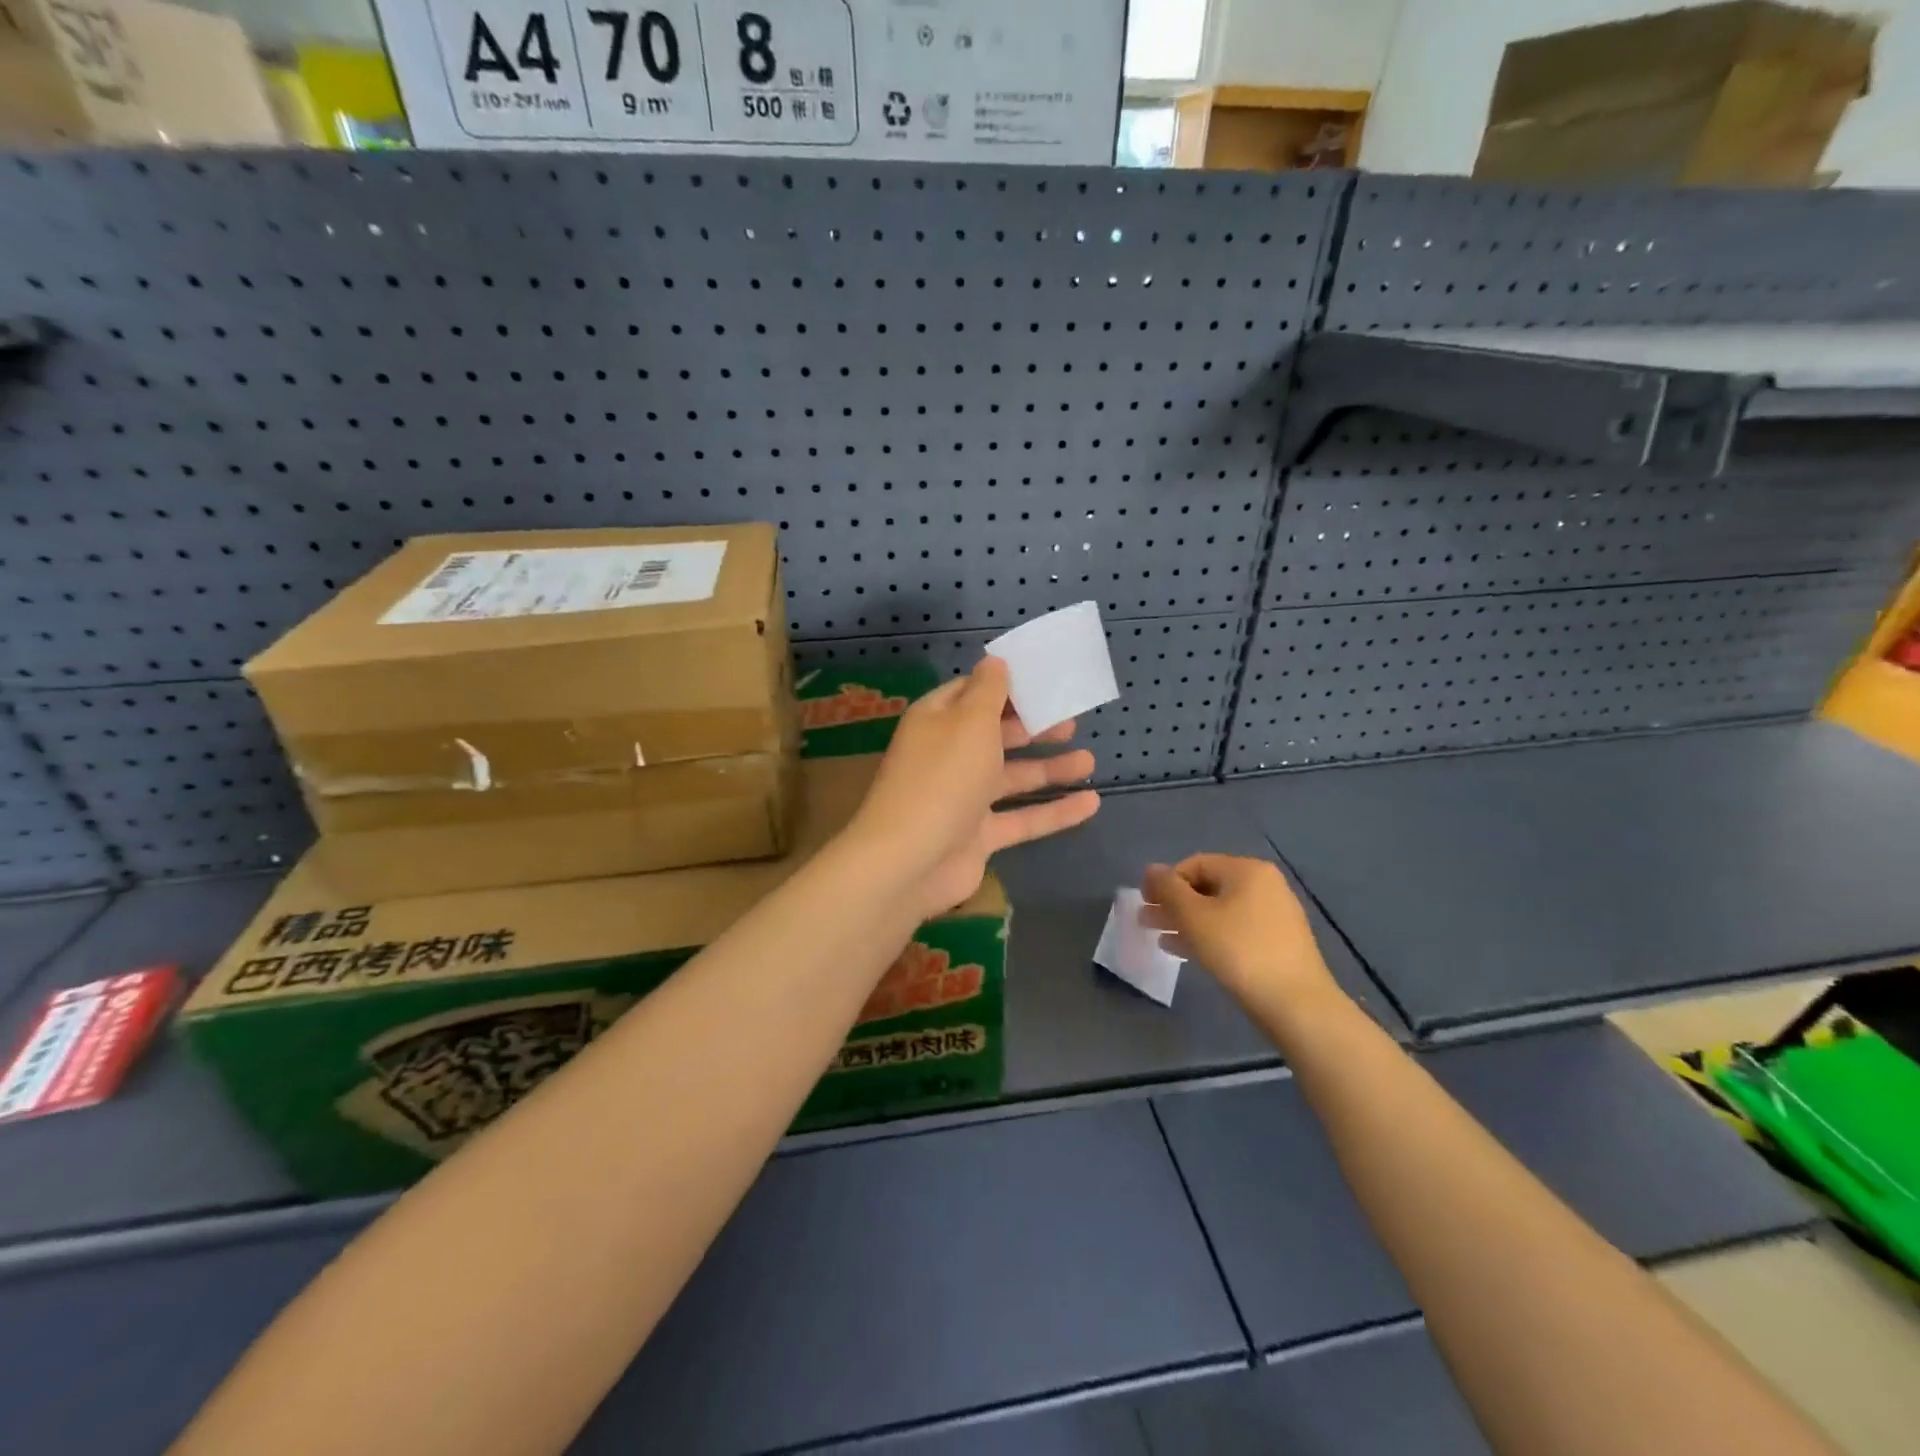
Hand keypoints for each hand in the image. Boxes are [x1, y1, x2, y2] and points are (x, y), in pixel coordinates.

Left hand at [848, 657, 1099, 918]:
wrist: (910, 861)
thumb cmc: (944, 776)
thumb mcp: (970, 721)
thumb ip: (989, 691)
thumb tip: (995, 661)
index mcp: (937, 721)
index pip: (970, 693)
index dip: (1004, 685)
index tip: (1042, 681)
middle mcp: (948, 756)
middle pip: (994, 735)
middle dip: (1032, 728)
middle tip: (1071, 721)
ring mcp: (962, 799)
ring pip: (1011, 778)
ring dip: (1048, 769)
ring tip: (1089, 761)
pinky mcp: (978, 837)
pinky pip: (1021, 819)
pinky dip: (1054, 812)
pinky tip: (1091, 803)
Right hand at [1142, 855, 1344, 1012]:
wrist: (1297, 1005)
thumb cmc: (1239, 951)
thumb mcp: (1194, 917)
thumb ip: (1168, 889)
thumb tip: (1151, 869)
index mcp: (1247, 870)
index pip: (1195, 864)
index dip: (1165, 881)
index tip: (1145, 904)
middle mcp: (1264, 885)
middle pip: (1207, 887)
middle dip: (1174, 904)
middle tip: (1147, 921)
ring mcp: (1275, 914)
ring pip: (1220, 911)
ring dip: (1187, 922)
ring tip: (1161, 938)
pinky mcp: (1278, 942)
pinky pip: (1235, 929)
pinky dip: (1209, 936)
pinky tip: (1187, 952)